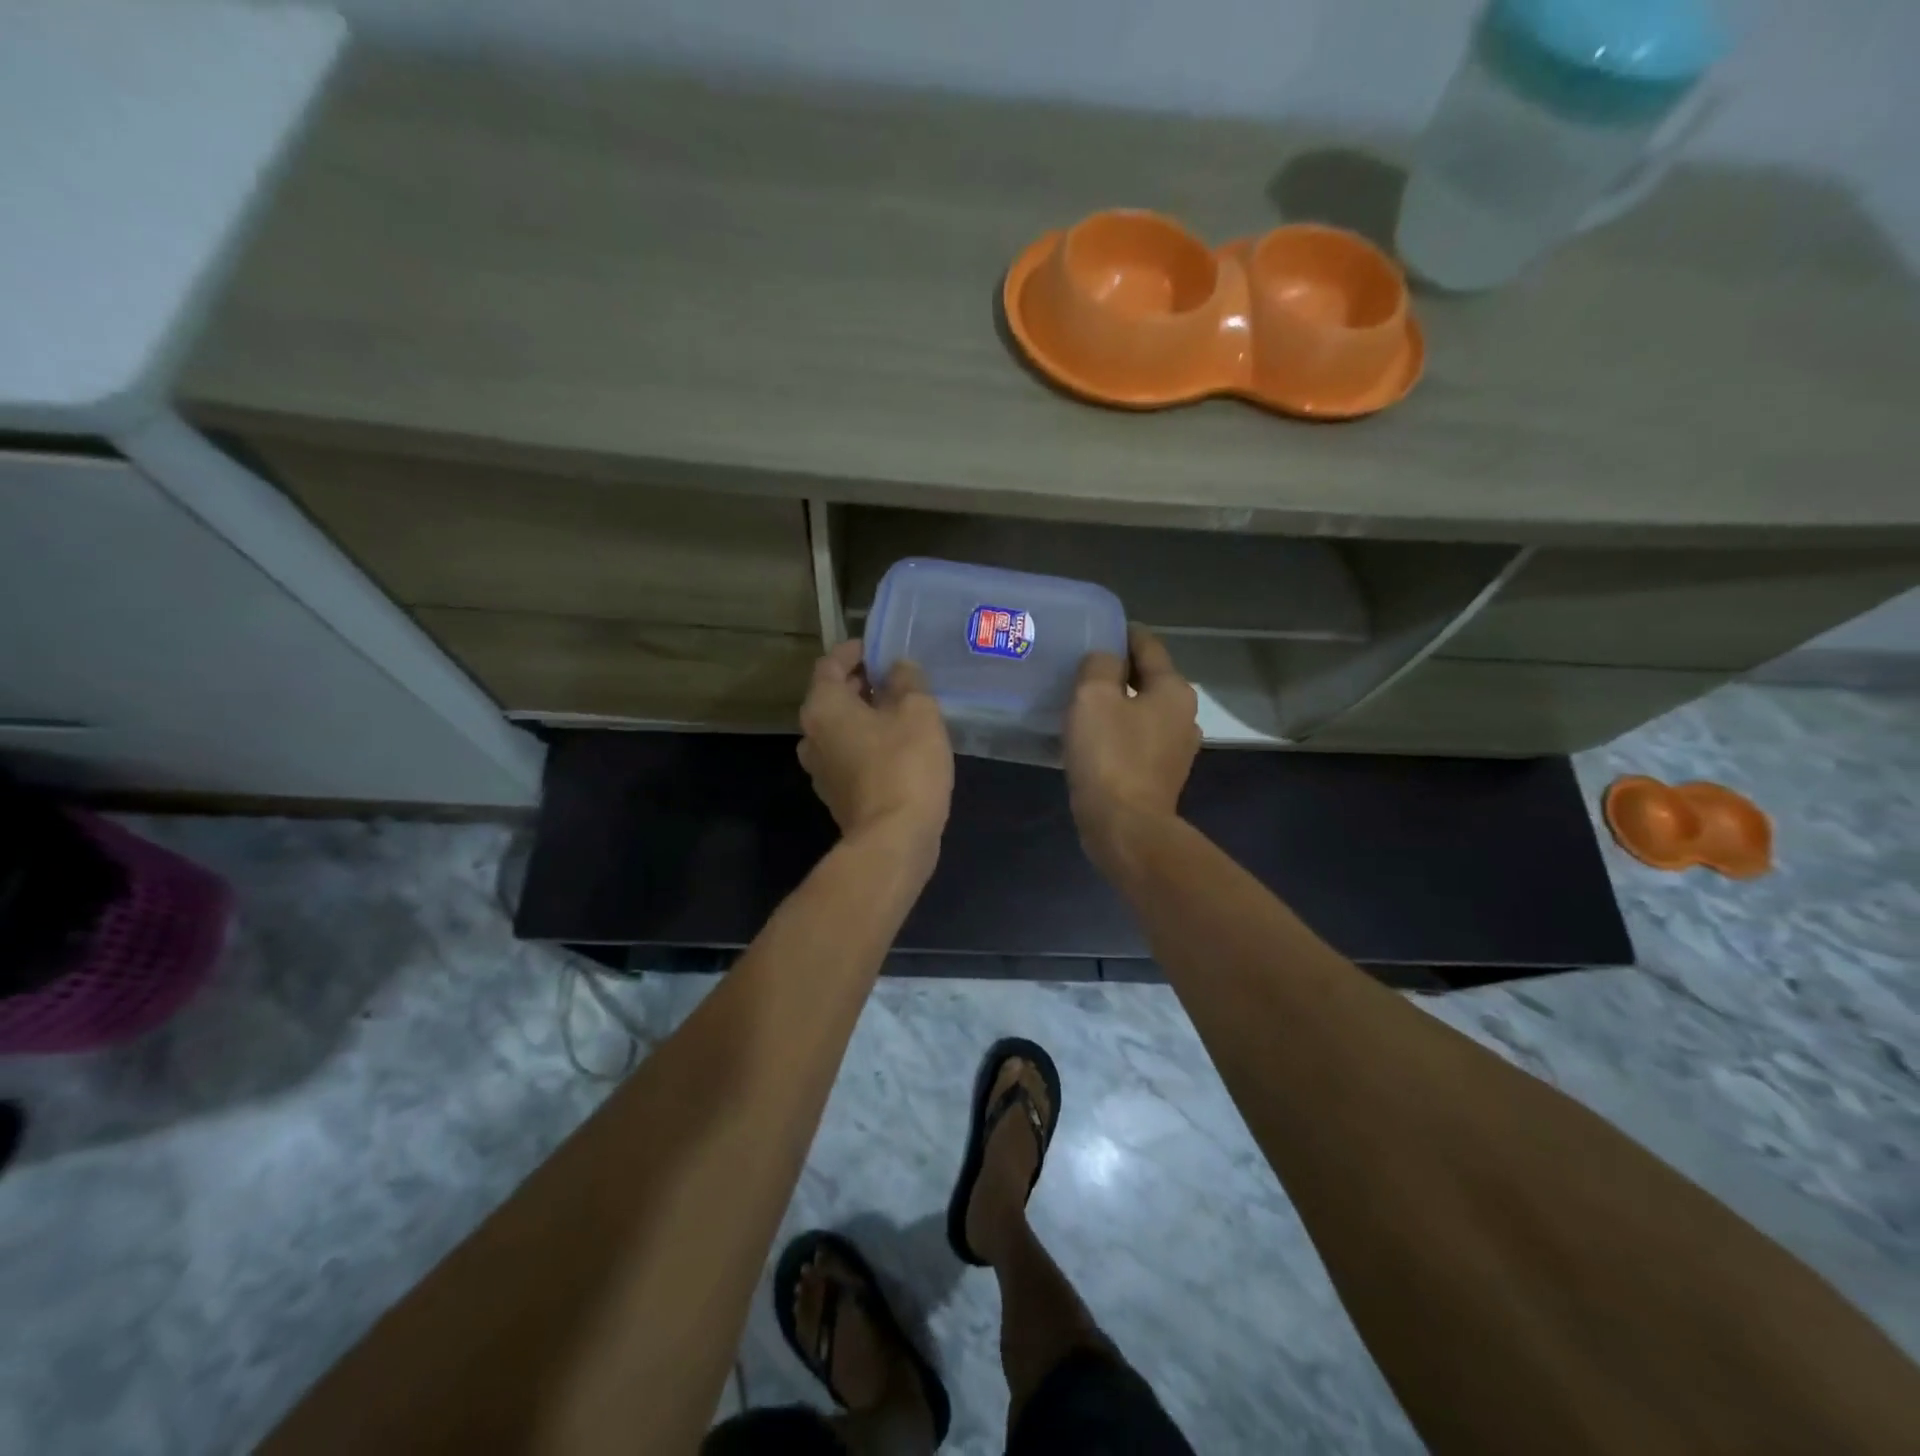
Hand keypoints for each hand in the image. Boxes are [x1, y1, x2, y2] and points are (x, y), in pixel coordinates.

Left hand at [798, 640, 953, 860]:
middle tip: (897, 677)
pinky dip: (868, 743)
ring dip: (866, 716)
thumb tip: (899, 668)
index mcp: (823, 707)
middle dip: (863, 683)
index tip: (880, 647)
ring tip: (902, 711)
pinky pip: (849, 756)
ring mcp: (820, 769)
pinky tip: (900, 746)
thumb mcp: (917, 711)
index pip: (831, 664)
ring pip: (841, 729)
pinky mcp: (837, 795)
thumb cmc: (904, 764)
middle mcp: (811, 735)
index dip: (855, 650)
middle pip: (833, 697)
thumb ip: (907, 681)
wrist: (894, 839)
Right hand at [1065, 625, 1200, 866]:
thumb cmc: (1110, 756)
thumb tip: (1105, 658)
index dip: (1123, 633)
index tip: (1098, 628)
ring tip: (1085, 701)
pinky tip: (1095, 736)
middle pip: (1149, 679)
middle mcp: (1184, 715)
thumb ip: (1100, 665)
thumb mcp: (1094, 697)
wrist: (1125, 826)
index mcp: (1174, 690)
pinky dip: (1120, 731)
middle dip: (1120, 670)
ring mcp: (1176, 749)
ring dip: (1120, 703)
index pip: (1148, 646)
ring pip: (1144, 711)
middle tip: (1083, 666)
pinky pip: (1138, 739)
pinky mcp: (1161, 775)